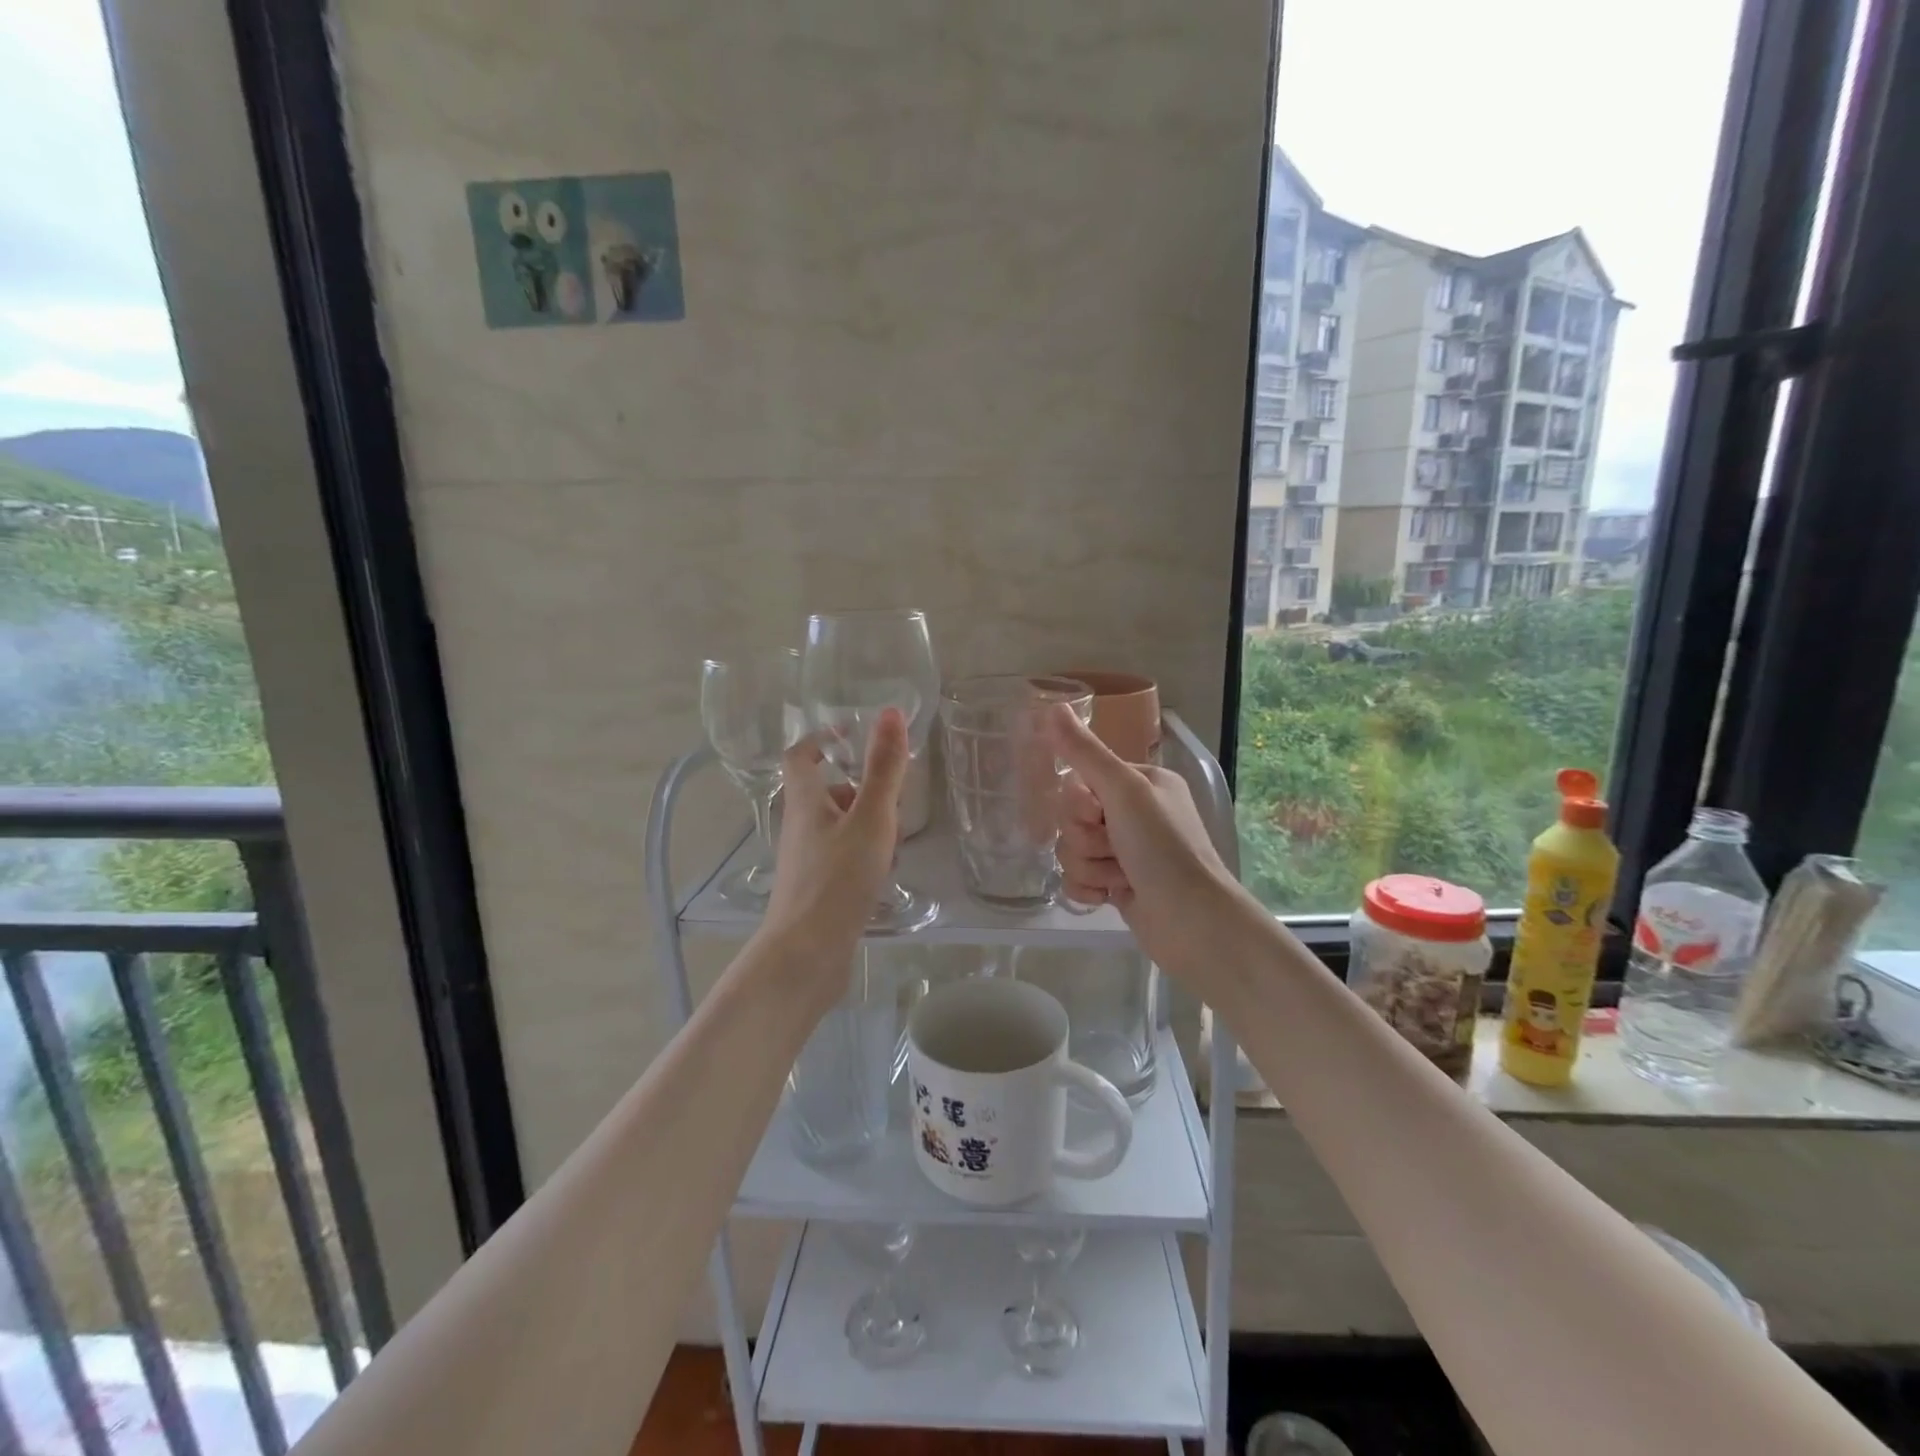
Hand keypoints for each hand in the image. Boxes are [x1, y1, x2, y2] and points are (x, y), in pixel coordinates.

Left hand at [759, 707, 911, 1011]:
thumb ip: (884, 768)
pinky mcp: (816, 888)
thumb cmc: (838, 879)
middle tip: (895, 799)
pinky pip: (842, 855)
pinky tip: (885, 873)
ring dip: (868, 824)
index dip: (822, 739)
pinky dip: (864, 854)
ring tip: (896, 841)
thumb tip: (891, 712)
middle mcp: (800, 825)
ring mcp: (806, 859)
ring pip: (839, 825)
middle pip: (827, 791)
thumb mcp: (871, 818)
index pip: (801, 756)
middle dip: (862, 788)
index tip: (853, 735)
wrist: (807, 954)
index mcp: (806, 801)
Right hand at [1048, 705, 1239, 970]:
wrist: (1192, 922)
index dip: (1079, 801)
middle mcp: (1133, 814)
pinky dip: (1088, 888)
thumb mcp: (1124, 790)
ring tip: (1118, 876)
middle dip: (1085, 837)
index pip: (1083, 779)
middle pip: (1072, 816)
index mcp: (1142, 783)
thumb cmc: (1163, 847)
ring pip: (1072, 849)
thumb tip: (1052, 706)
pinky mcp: (1117, 885)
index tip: (1098, 813)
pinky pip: (1077, 877)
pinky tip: (1108, 897)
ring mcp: (1125, 852)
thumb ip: (1084, 752)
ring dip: (1089, 865)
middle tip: (1113, 848)